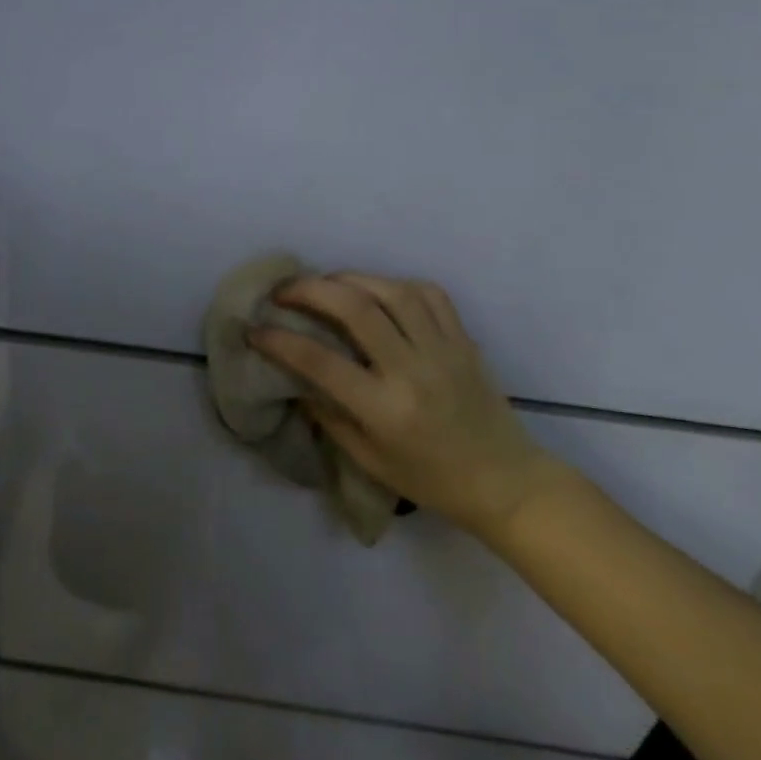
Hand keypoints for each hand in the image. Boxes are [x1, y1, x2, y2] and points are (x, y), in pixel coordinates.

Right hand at [250, 274, 570, 537]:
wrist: (505, 481)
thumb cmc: (432, 480)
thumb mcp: (370, 460)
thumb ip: (330, 416)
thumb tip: (297, 380)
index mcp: (386, 409)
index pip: (321, 362)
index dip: (280, 341)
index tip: (255, 330)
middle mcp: (413, 371)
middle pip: (356, 309)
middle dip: (311, 290)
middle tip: (283, 290)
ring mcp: (443, 350)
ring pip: (392, 291)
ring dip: (350, 278)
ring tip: (325, 282)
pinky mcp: (463, 340)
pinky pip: (429, 294)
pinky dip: (395, 284)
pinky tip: (376, 290)